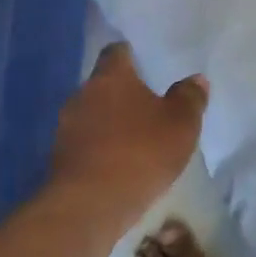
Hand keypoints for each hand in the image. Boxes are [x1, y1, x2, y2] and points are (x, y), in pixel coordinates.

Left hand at [51, 43, 208, 221]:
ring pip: (92, 115)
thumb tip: (196, 79)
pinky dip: (100, 148)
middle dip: (122, 94)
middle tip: (147, 107)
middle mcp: (81, 94)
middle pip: (102, 85)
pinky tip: (117, 164)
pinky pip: (85, 144)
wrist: (90, 203)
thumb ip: (190, 98)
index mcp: (111, 77)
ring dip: (110, 123)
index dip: (131, 56)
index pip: (116, 52)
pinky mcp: (59, 158)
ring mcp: (65, 127)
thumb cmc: (141, 152)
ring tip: (134, 140)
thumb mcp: (181, 125)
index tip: (144, 64)